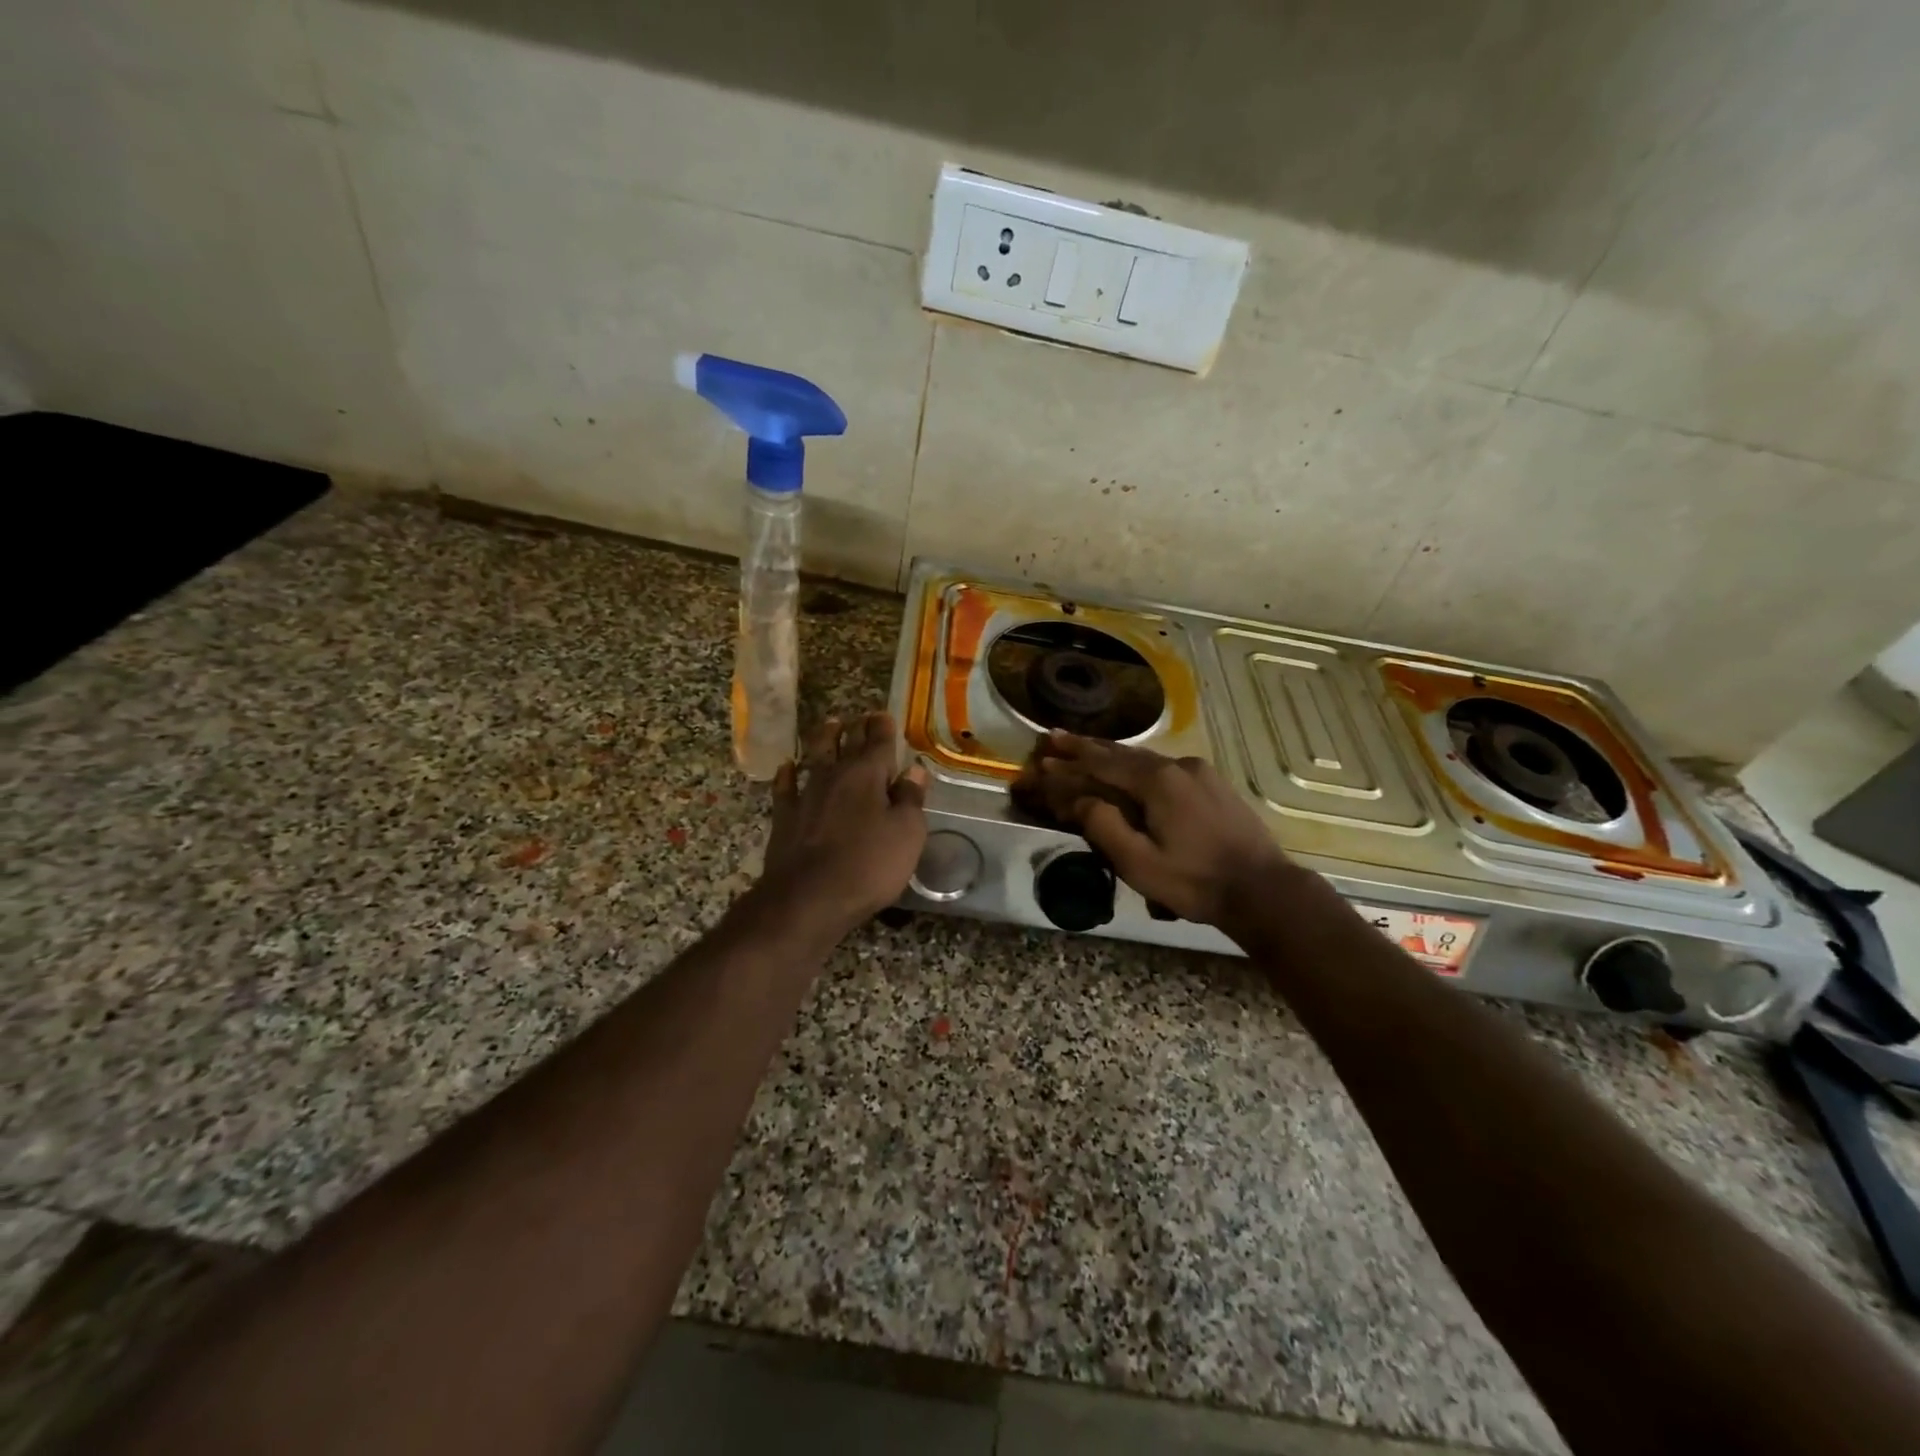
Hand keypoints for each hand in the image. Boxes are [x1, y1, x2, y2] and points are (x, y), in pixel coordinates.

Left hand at [760, 712, 928, 935]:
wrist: (809, 898)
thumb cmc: (869, 865)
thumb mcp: (907, 834)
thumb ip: (911, 799)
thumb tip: (914, 771)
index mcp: (868, 775)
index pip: (878, 741)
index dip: (883, 727)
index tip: (885, 715)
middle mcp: (835, 775)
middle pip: (846, 742)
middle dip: (856, 728)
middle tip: (861, 717)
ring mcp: (806, 794)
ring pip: (815, 755)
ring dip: (824, 738)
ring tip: (830, 724)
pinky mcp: (785, 817)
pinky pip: (785, 787)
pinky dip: (787, 774)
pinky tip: (787, 767)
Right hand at [1012, 731, 1291, 928]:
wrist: (1263, 890)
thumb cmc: (1195, 881)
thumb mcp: (1139, 863)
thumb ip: (1103, 826)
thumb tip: (1078, 799)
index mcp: (1156, 782)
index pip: (1102, 764)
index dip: (1070, 761)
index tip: (1043, 753)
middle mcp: (1177, 766)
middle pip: (1122, 754)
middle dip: (1086, 747)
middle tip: (1056, 737)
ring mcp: (1199, 772)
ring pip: (1144, 759)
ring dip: (1112, 756)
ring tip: (1088, 749)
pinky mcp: (1213, 784)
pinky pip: (1164, 768)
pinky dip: (1138, 766)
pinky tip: (1132, 770)